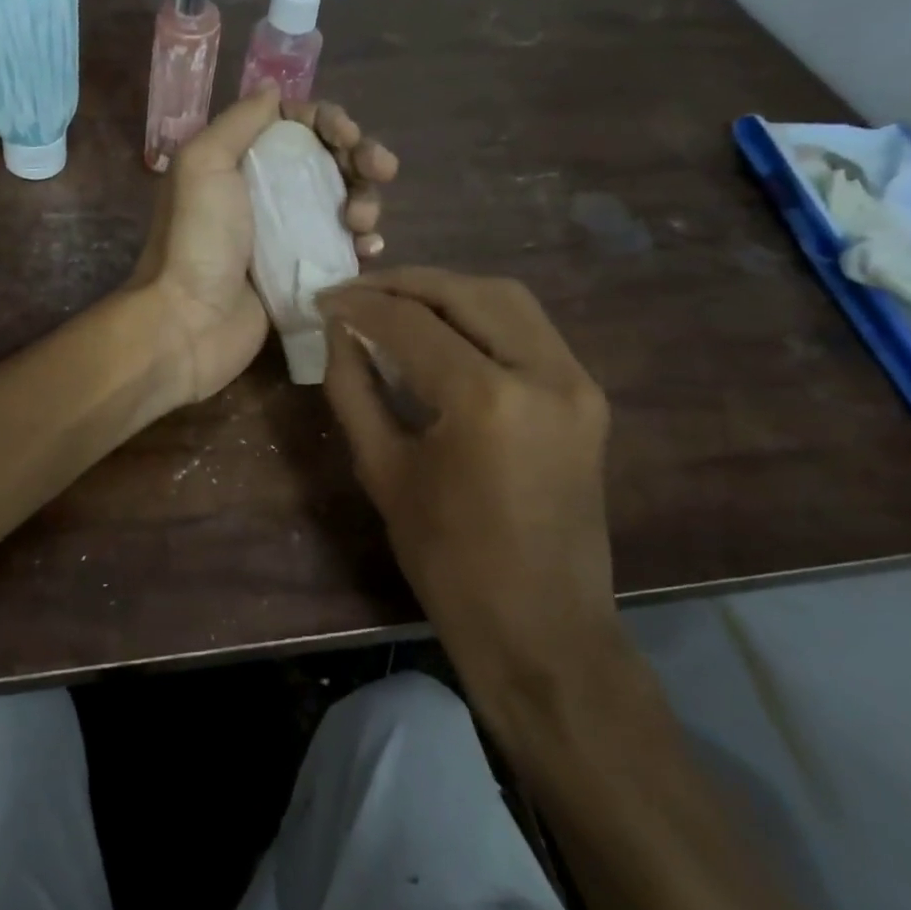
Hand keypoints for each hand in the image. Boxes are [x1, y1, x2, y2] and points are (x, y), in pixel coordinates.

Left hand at [132, 89, 397, 406]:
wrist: (189, 322)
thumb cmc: (196, 240)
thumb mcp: (204, 164)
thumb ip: (239, 121)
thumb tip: (275, 91)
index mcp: (241, 162)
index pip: (297, 127)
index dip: (328, 122)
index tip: (345, 135)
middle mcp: (265, 194)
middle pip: (328, 162)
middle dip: (360, 157)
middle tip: (378, 168)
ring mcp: (285, 236)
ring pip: (342, 204)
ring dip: (365, 201)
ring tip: (360, 221)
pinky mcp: (301, 275)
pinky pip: (343, 249)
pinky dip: (363, 243)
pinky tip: (370, 249)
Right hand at [318, 269, 620, 693]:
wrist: (540, 626)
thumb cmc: (447, 560)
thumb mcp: (383, 470)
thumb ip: (354, 388)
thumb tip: (338, 332)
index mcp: (487, 399)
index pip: (412, 324)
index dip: (360, 305)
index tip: (322, 301)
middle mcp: (544, 373)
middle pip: (467, 292)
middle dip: (404, 283)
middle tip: (355, 292)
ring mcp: (577, 382)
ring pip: (506, 299)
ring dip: (446, 291)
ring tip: (394, 302)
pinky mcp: (587, 396)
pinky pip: (528, 329)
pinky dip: (480, 315)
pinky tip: (442, 329)